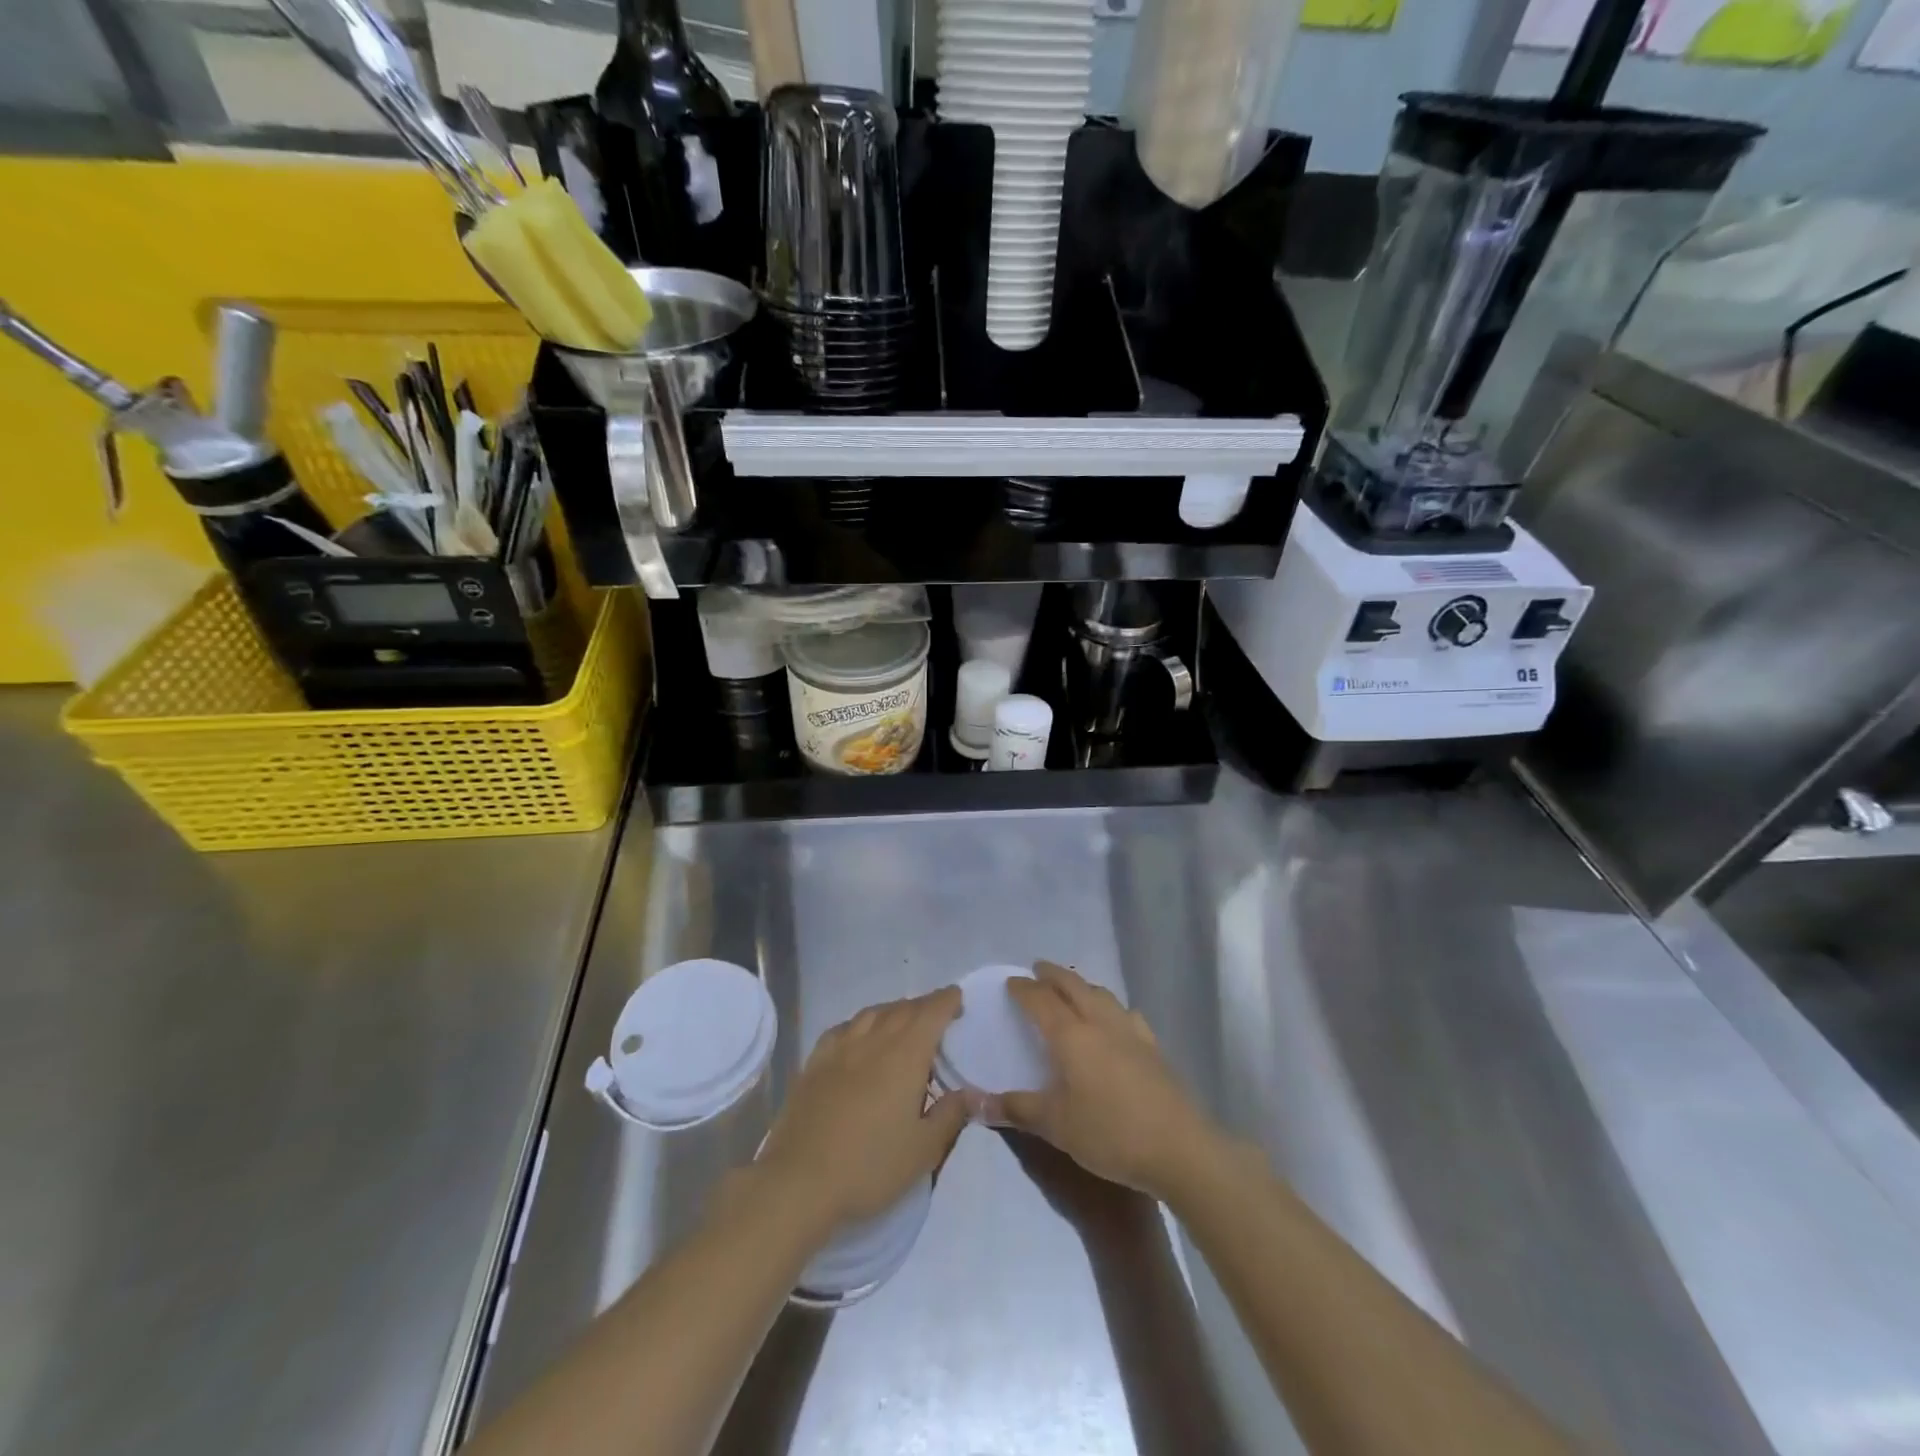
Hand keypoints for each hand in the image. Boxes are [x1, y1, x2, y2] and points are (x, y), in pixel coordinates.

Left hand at [757, 987, 970, 1239]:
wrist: (799, 1180)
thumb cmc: (870, 1165)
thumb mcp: (923, 1150)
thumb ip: (950, 1115)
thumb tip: (970, 1093)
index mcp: (906, 1054)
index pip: (932, 1012)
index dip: (947, 1001)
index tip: (958, 1000)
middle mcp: (874, 1040)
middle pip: (903, 1009)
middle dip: (924, 1006)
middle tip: (937, 1016)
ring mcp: (840, 1048)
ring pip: (873, 1013)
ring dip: (893, 1011)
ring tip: (902, 1023)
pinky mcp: (814, 1062)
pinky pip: (843, 1028)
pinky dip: (860, 1025)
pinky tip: (859, 1038)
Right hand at [996, 962, 1220, 1201]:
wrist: (1180, 1148)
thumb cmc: (1110, 1134)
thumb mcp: (1056, 1126)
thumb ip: (1017, 1109)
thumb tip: (976, 1104)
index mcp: (1072, 1036)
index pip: (1041, 1001)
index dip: (1024, 989)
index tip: (1011, 982)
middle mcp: (1100, 1023)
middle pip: (1074, 986)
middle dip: (1053, 975)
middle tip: (1038, 969)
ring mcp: (1131, 1032)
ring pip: (1102, 994)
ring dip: (1082, 985)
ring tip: (1072, 988)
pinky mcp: (1153, 1047)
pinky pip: (1126, 1013)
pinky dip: (1110, 1006)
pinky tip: (1114, 1020)